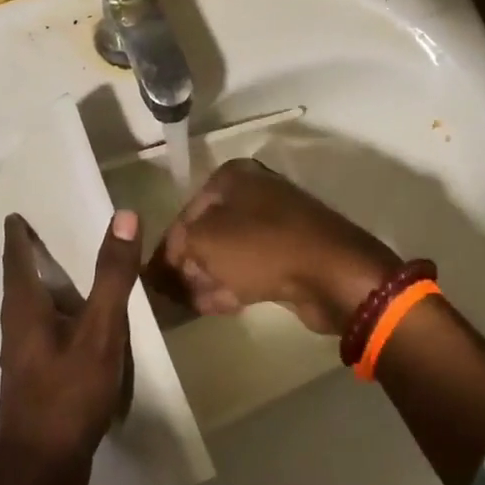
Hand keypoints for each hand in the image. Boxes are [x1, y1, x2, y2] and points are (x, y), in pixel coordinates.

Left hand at [0, 209, 142, 484]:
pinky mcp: (39, 378)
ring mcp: (26, 355)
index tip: (23, 209)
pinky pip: (50, 330)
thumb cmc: (66, 396)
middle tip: (57, 226)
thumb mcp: (99, 332)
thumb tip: (123, 215)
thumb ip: (112, 276)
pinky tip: (86, 321)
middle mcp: (17, 327)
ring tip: (76, 266)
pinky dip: (64, 312)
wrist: (41, 471)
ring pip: (35, 307)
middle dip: (34, 253)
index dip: (19, 231)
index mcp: (24, 309)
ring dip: (50, 283)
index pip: (16, 256)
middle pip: (22, 279)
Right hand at [148, 159, 399, 334]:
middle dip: (188, 264)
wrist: (332, 274)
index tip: (153, 279)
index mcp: (234, 177)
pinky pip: (251, 269)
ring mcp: (276, 225)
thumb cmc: (261, 247)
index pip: (186, 212)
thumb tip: (164, 265)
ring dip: (207, 278)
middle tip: (168, 295)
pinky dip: (231, 285)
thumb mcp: (204, 241)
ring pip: (230, 253)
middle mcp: (255, 194)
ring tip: (184, 305)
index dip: (168, 248)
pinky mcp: (291, 255)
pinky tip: (212, 307)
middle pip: (209, 232)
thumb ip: (176, 250)